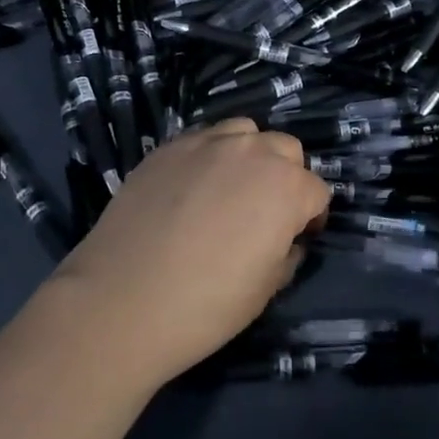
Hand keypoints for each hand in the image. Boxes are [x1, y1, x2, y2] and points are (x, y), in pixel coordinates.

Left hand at [50, 119, 331, 389]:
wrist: (122, 300)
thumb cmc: (206, 305)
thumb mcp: (265, 290)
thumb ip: (287, 254)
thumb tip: (287, 240)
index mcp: (286, 187)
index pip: (317, 191)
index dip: (311, 217)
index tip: (297, 238)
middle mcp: (251, 152)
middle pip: (285, 149)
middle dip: (285, 176)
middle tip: (265, 211)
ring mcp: (206, 143)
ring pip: (243, 132)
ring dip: (248, 155)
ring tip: (229, 189)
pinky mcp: (167, 147)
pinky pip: (202, 140)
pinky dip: (209, 157)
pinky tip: (191, 189)